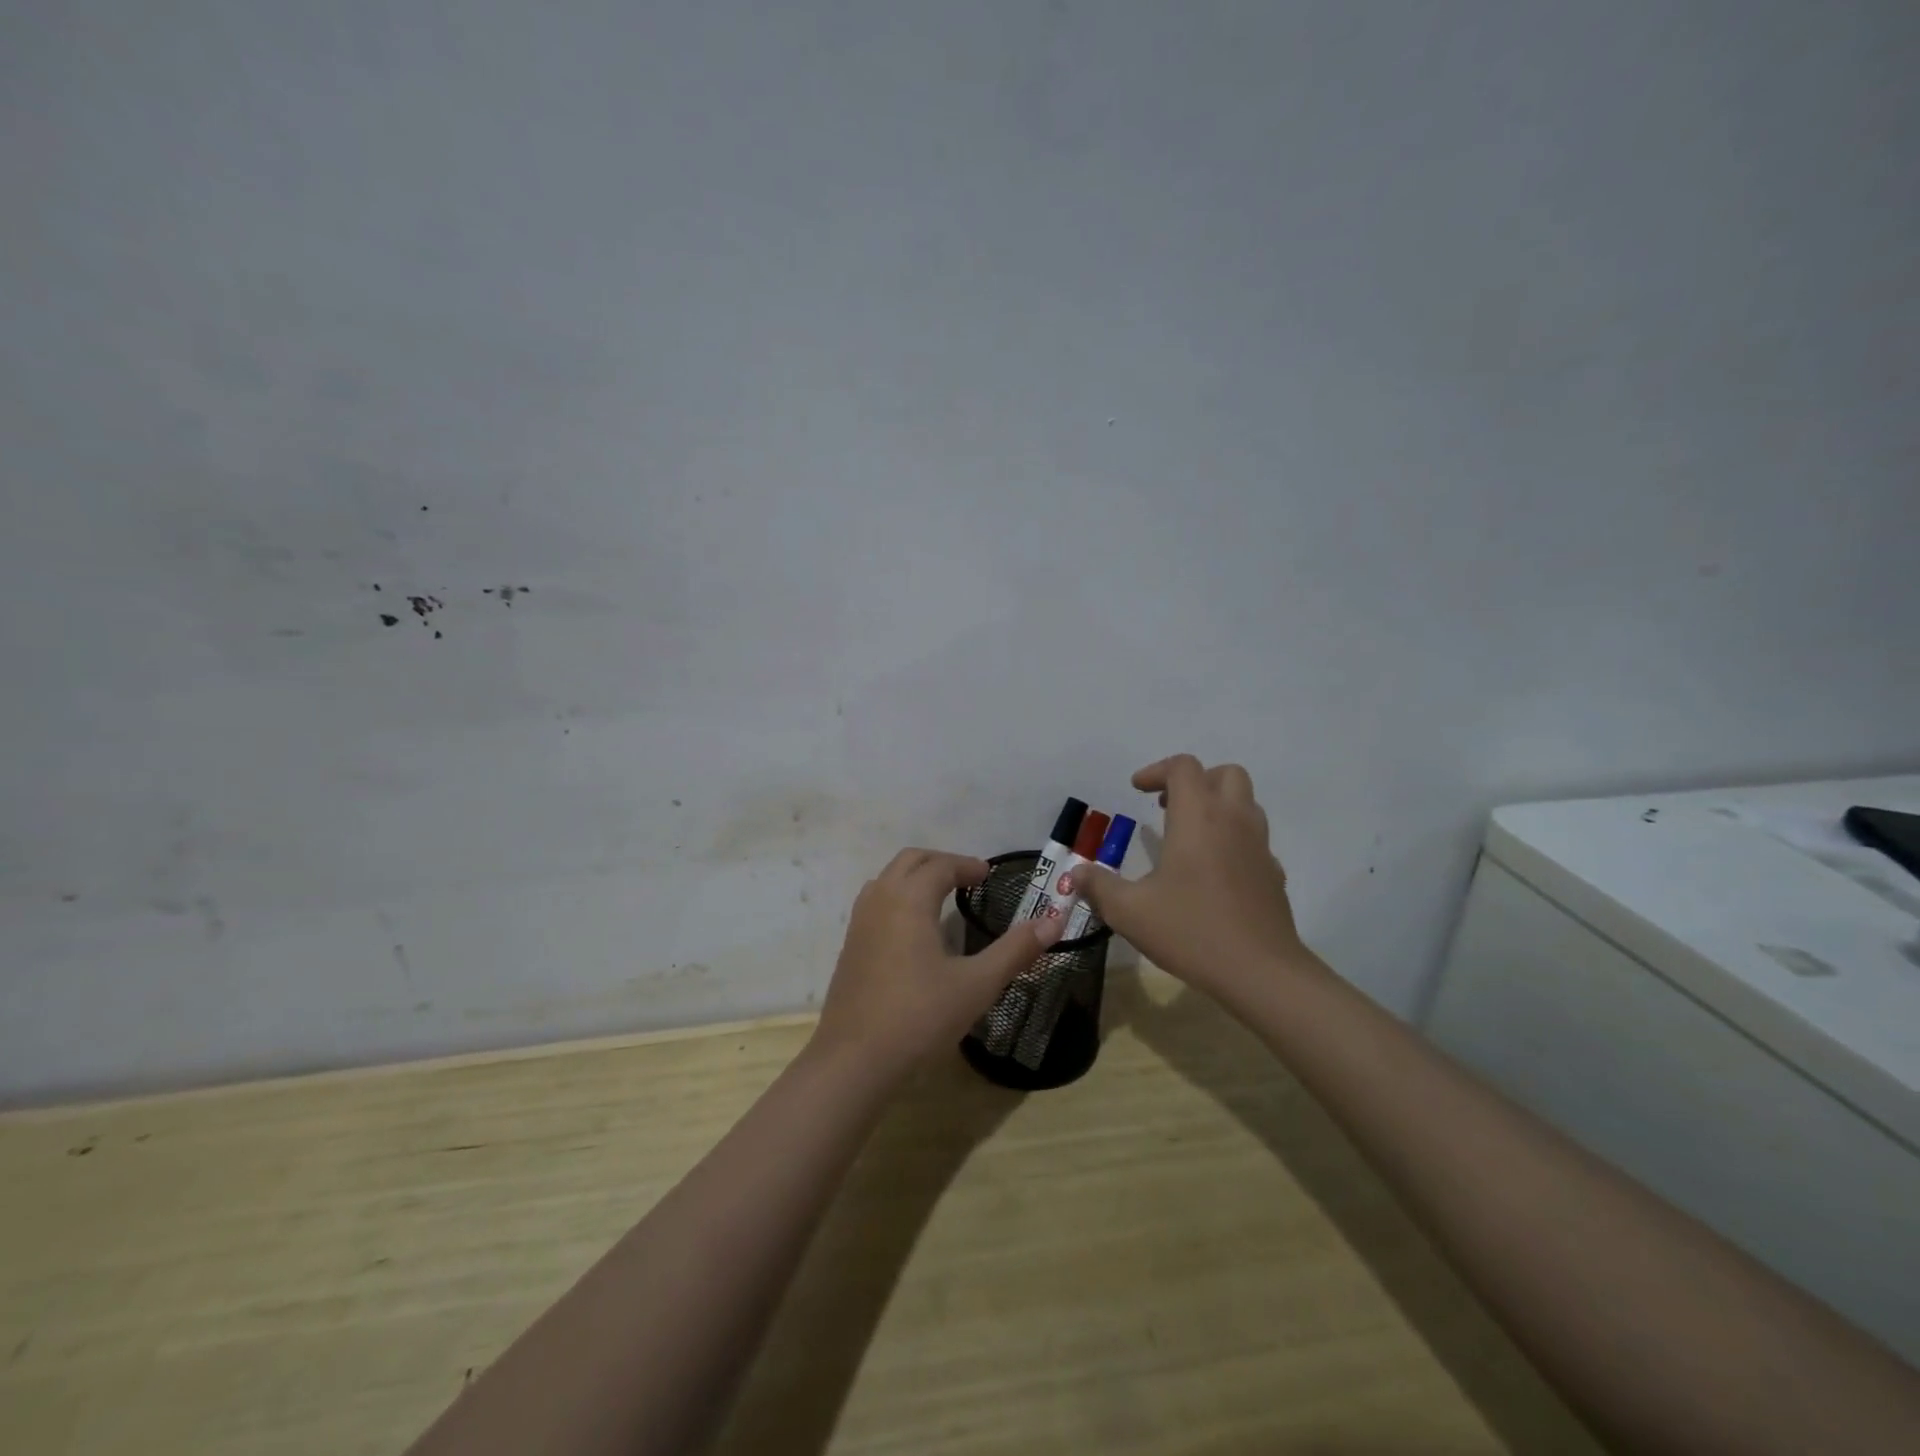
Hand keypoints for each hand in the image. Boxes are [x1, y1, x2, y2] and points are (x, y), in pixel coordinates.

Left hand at [811, 848, 1060, 1083]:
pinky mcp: (850, 946)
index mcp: (909, 899)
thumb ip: (1015, 950)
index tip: (989, 876)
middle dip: (941, 863)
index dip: (967, 866)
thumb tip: (1054, 921)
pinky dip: (898, 898)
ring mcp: (859, 923)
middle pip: (910, 861)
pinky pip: (876, 902)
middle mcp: (880, 900)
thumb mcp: (976, 985)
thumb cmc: (920, 1017)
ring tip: (942, 897)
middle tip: (969, 879)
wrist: (854, 1060)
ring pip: (887, 879)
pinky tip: (914, 931)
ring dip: (916, 877)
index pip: (940, 865)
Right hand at [1074, 755, 1311, 1000]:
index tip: (1136, 790)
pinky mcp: (1273, 873)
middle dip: (1195, 781)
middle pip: (1225, 774)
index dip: (1156, 771)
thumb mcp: (1129, 911)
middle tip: (1167, 806)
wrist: (1261, 972)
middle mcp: (1233, 821)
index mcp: (1198, 817)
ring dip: (1217, 806)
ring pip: (1245, 803)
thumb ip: (1098, 886)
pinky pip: (1253, 839)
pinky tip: (1212, 872)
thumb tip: (1077, 873)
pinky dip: (1232, 839)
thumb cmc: (1191, 931)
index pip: (1183, 767)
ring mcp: (1259, 846)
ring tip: (1188, 836)